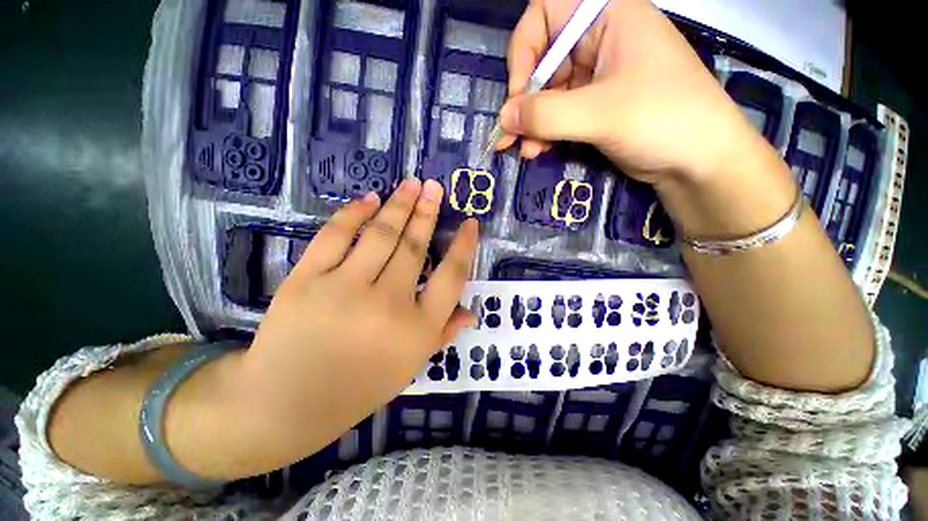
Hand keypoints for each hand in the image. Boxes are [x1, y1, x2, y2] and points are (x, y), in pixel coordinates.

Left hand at [240, 179, 477, 454]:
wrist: (284, 404)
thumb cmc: (357, 388)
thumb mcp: (410, 366)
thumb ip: (443, 334)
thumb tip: (472, 312)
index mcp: (417, 330)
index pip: (451, 277)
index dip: (464, 247)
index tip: (470, 223)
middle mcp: (388, 304)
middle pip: (415, 247)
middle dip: (428, 213)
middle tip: (434, 187)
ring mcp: (345, 288)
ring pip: (381, 235)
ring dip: (399, 205)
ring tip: (412, 184)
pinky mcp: (306, 279)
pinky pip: (335, 235)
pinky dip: (354, 213)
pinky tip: (370, 198)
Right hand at [498, 0, 759, 186]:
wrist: (699, 162)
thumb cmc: (663, 119)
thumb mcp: (601, 113)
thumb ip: (547, 114)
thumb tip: (504, 117)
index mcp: (608, 17)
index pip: (547, 12)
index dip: (525, 50)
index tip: (518, 92)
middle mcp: (600, 41)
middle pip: (543, 59)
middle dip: (524, 100)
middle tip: (510, 134)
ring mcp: (597, 77)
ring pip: (548, 93)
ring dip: (531, 123)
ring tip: (523, 150)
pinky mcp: (595, 107)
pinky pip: (558, 114)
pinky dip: (544, 133)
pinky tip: (536, 151)